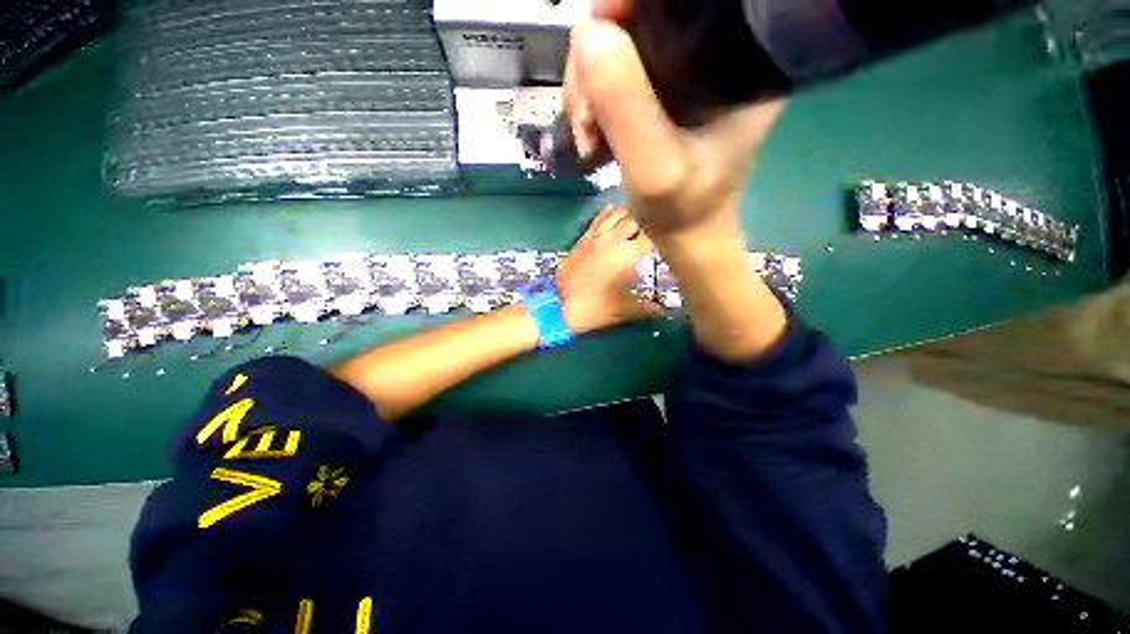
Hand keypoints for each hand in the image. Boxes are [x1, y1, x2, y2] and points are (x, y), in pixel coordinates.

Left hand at [557, 205, 660, 334]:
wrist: (561, 307)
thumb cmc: (597, 308)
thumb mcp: (626, 310)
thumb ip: (648, 309)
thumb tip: (664, 311)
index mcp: (628, 254)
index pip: (652, 235)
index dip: (663, 234)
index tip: (669, 238)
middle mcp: (613, 239)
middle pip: (636, 218)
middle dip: (648, 220)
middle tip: (656, 226)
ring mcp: (596, 236)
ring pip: (616, 213)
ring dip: (629, 213)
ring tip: (638, 216)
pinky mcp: (583, 238)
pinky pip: (598, 219)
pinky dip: (609, 213)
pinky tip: (614, 212)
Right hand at [565, 10, 784, 241]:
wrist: (685, 230)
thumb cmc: (681, 208)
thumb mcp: (654, 170)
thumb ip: (626, 107)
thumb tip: (588, 32)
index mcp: (738, 56)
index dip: (623, 5)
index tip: (591, 46)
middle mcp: (715, 49)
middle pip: (637, 17)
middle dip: (594, 63)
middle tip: (584, 121)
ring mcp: (685, 67)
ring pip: (617, 43)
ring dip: (586, 87)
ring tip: (586, 135)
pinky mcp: (663, 86)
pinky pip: (614, 69)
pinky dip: (591, 97)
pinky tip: (590, 131)